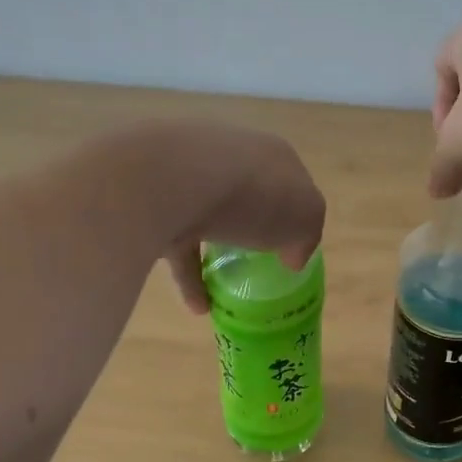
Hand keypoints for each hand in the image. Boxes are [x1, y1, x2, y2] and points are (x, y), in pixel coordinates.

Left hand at [148, 122, 326, 314]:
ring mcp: (188, 176)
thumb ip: (306, 235)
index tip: (293, 251)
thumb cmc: (256, 195)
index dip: (294, 218)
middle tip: (260, 264)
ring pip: (209, 219)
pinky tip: (199, 307)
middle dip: (253, 227)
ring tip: (228, 295)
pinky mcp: (154, 203)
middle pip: (249, 196)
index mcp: (270, 154)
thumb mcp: (305, 217)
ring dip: (217, 256)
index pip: (289, 185)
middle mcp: (230, 156)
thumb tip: (292, 256)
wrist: (175, 180)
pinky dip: (189, 276)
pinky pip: (178, 244)